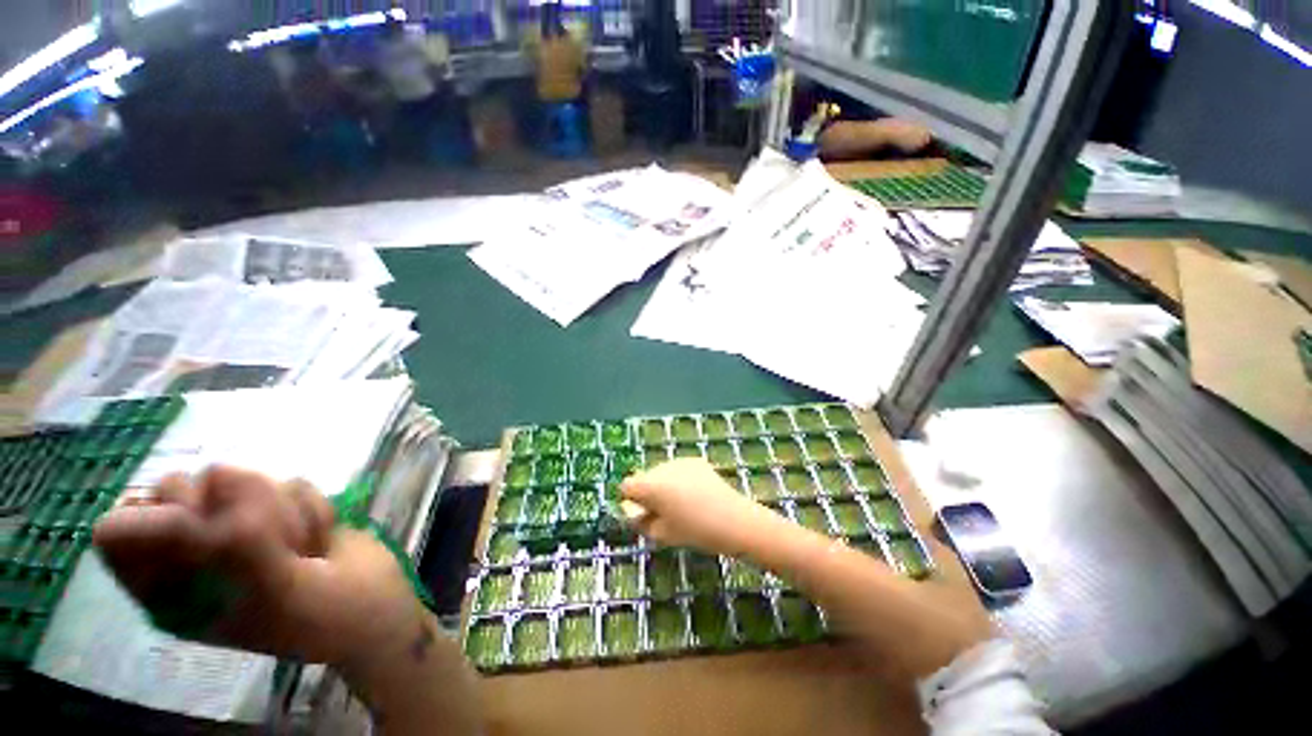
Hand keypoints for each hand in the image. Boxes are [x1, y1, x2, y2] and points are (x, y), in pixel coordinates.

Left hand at [94, 466, 428, 670]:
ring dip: (284, 511)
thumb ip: (227, 535)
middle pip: (178, 488)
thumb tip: (220, 472)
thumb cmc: (313, 615)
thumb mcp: (262, 589)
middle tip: (264, 542)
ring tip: (302, 549)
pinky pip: (291, 483)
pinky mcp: (284, 512)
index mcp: (165, 585)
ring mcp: (241, 528)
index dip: (154, 518)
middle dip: (232, 508)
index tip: (201, 529)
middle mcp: (192, 552)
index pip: (117, 530)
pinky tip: (320, 538)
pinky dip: (312, 508)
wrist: (374, 606)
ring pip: (243, 479)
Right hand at [620, 458, 780, 554]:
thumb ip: (640, 521)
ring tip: (683, 505)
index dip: (631, 500)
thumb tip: (633, 512)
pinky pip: (678, 470)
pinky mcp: (695, 460)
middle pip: (644, 477)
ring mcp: (679, 461)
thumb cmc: (695, 531)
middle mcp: (661, 467)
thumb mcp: (661, 534)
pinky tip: (696, 495)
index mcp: (650, 485)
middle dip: (648, 492)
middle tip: (664, 512)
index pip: (626, 486)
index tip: (642, 513)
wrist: (733, 520)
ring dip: (664, 485)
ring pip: (662, 472)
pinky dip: (680, 479)